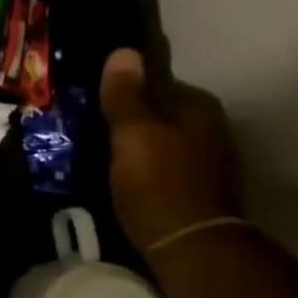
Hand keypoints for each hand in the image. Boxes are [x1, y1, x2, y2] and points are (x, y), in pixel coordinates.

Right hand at [100, 48, 243, 255]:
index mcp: (197, 106)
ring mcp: (206, 159)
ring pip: (160, 137)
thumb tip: (124, 51)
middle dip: (129, 114)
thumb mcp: (132, 134)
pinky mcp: (196, 188)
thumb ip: (126, 95)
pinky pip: (162, 163)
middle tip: (88, 120)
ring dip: (134, 141)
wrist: (190, 246)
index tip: (92, 94)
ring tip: (97, 147)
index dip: (124, 85)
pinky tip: (120, 172)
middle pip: (159, 110)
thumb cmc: (158, 182)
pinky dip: (143, 164)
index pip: (156, 80)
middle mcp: (210, 127)